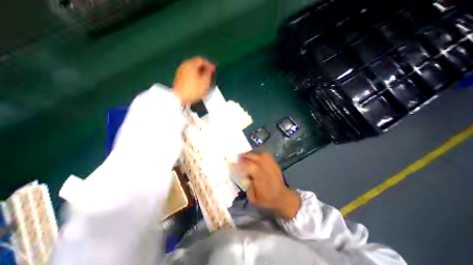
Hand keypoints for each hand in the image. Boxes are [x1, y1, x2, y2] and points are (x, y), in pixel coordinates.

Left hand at [173, 56, 215, 103]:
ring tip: (205, 81)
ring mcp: (180, 72)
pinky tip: (198, 85)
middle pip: (195, 64)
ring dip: (199, 74)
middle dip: (204, 69)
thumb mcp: (205, 81)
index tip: (214, 69)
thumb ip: (208, 73)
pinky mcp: (179, 79)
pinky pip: (189, 75)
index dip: (209, 64)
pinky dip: (195, 77)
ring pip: (192, 70)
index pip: (201, 60)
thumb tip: (209, 69)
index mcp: (190, 64)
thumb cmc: (194, 89)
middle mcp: (184, 66)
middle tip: (210, 74)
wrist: (180, 98)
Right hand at [238, 151, 300, 219]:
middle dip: (246, 155)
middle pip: (255, 158)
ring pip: (261, 154)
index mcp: (260, 178)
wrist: (282, 197)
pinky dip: (260, 154)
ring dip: (252, 153)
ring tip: (247, 155)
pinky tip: (256, 155)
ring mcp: (271, 165)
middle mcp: (266, 169)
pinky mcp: (274, 164)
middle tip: (239, 156)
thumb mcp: (253, 198)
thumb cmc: (267, 199)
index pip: (250, 166)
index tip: (236, 161)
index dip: (242, 162)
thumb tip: (245, 176)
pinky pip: (267, 155)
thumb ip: (247, 186)